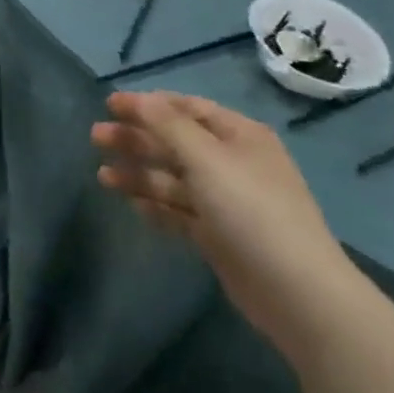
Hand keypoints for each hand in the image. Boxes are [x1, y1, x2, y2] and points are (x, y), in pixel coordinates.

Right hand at [93, 91, 362, 363]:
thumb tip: (139, 98)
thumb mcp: (206, 158)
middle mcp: (233, 163)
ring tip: (102, 177)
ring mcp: (227, 201)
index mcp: (239, 136)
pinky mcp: (220, 236)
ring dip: (139, 174)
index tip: (109, 105)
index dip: (147, 104)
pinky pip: (180, 212)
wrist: (297, 294)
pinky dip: (157, 206)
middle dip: (136, 139)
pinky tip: (132, 205)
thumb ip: (167, 125)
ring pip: (173, 179)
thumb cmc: (250, 210)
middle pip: (175, 142)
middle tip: (96, 138)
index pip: (186, 108)